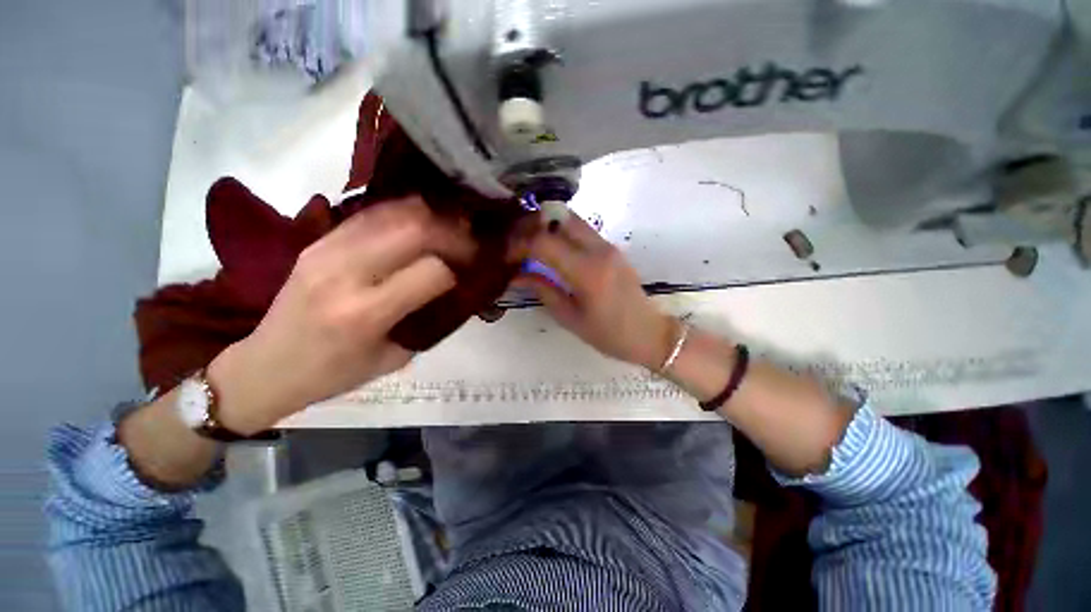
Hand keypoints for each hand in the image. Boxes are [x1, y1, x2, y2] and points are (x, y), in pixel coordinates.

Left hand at [208, 197, 475, 433]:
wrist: (268, 366)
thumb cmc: (337, 373)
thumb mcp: (397, 356)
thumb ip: (430, 319)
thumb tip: (461, 287)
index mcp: (366, 313)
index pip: (433, 270)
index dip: (463, 263)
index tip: (479, 264)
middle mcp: (344, 273)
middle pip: (414, 229)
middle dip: (453, 230)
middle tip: (471, 239)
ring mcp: (325, 250)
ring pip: (393, 213)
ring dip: (431, 215)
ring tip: (451, 226)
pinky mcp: (317, 240)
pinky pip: (369, 214)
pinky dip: (403, 213)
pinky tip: (419, 222)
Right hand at [512, 214, 676, 369]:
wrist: (649, 333)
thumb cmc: (608, 334)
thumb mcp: (570, 318)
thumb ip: (543, 290)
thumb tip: (516, 275)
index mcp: (586, 271)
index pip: (544, 241)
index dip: (519, 244)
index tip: (506, 256)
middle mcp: (598, 250)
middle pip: (558, 218)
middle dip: (531, 225)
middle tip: (515, 243)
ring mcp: (608, 246)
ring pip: (571, 220)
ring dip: (546, 225)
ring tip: (529, 244)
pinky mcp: (612, 248)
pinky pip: (581, 230)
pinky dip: (561, 232)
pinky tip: (551, 249)